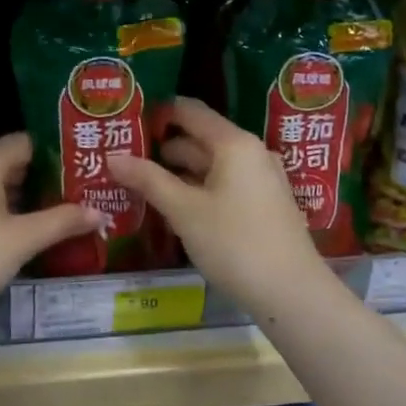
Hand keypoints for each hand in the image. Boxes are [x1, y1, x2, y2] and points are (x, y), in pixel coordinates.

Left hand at [0, 133, 104, 326]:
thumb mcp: (22, 240)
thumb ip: (63, 221)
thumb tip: (100, 211)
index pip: (31, 142)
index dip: (62, 155)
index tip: (90, 169)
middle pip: (15, 160)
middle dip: (48, 177)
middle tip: (85, 192)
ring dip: (28, 195)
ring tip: (65, 210)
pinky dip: (6, 206)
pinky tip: (28, 226)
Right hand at [106, 97, 320, 309]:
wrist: (292, 293)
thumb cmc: (235, 243)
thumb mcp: (184, 211)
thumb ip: (148, 180)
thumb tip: (113, 158)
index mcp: (234, 143)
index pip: (190, 111)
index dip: (159, 113)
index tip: (128, 123)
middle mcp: (251, 152)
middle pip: (200, 139)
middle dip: (163, 149)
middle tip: (125, 159)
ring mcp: (261, 179)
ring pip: (212, 165)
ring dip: (179, 173)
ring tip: (142, 185)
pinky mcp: (264, 204)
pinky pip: (225, 184)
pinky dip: (199, 189)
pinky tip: (176, 208)